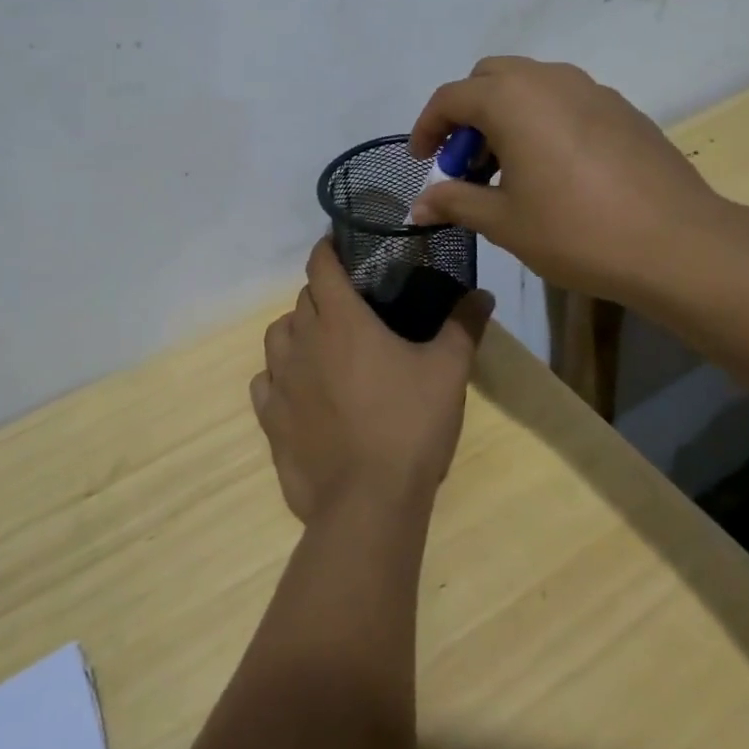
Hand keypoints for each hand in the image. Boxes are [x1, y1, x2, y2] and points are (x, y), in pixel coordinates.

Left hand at [252, 239, 493, 524]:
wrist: (368, 503)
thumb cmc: (409, 426)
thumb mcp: (448, 372)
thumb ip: (463, 326)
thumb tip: (483, 293)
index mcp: (341, 320)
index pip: (321, 266)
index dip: (327, 249)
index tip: (339, 244)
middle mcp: (303, 341)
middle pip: (302, 299)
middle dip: (322, 292)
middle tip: (351, 305)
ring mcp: (281, 380)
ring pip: (277, 335)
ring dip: (296, 329)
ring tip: (322, 343)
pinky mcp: (270, 418)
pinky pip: (265, 381)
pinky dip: (278, 374)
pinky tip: (298, 387)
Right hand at [406, 57, 736, 307]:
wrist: (678, 244)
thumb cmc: (576, 230)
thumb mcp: (504, 221)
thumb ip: (455, 202)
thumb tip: (417, 207)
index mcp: (512, 99)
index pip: (451, 98)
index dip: (427, 128)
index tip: (422, 162)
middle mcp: (549, 79)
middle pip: (489, 78)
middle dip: (466, 115)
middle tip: (465, 163)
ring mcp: (592, 89)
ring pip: (530, 85)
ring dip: (505, 115)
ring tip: (508, 169)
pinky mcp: (622, 108)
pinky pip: (565, 100)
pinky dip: (541, 120)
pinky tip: (554, 169)